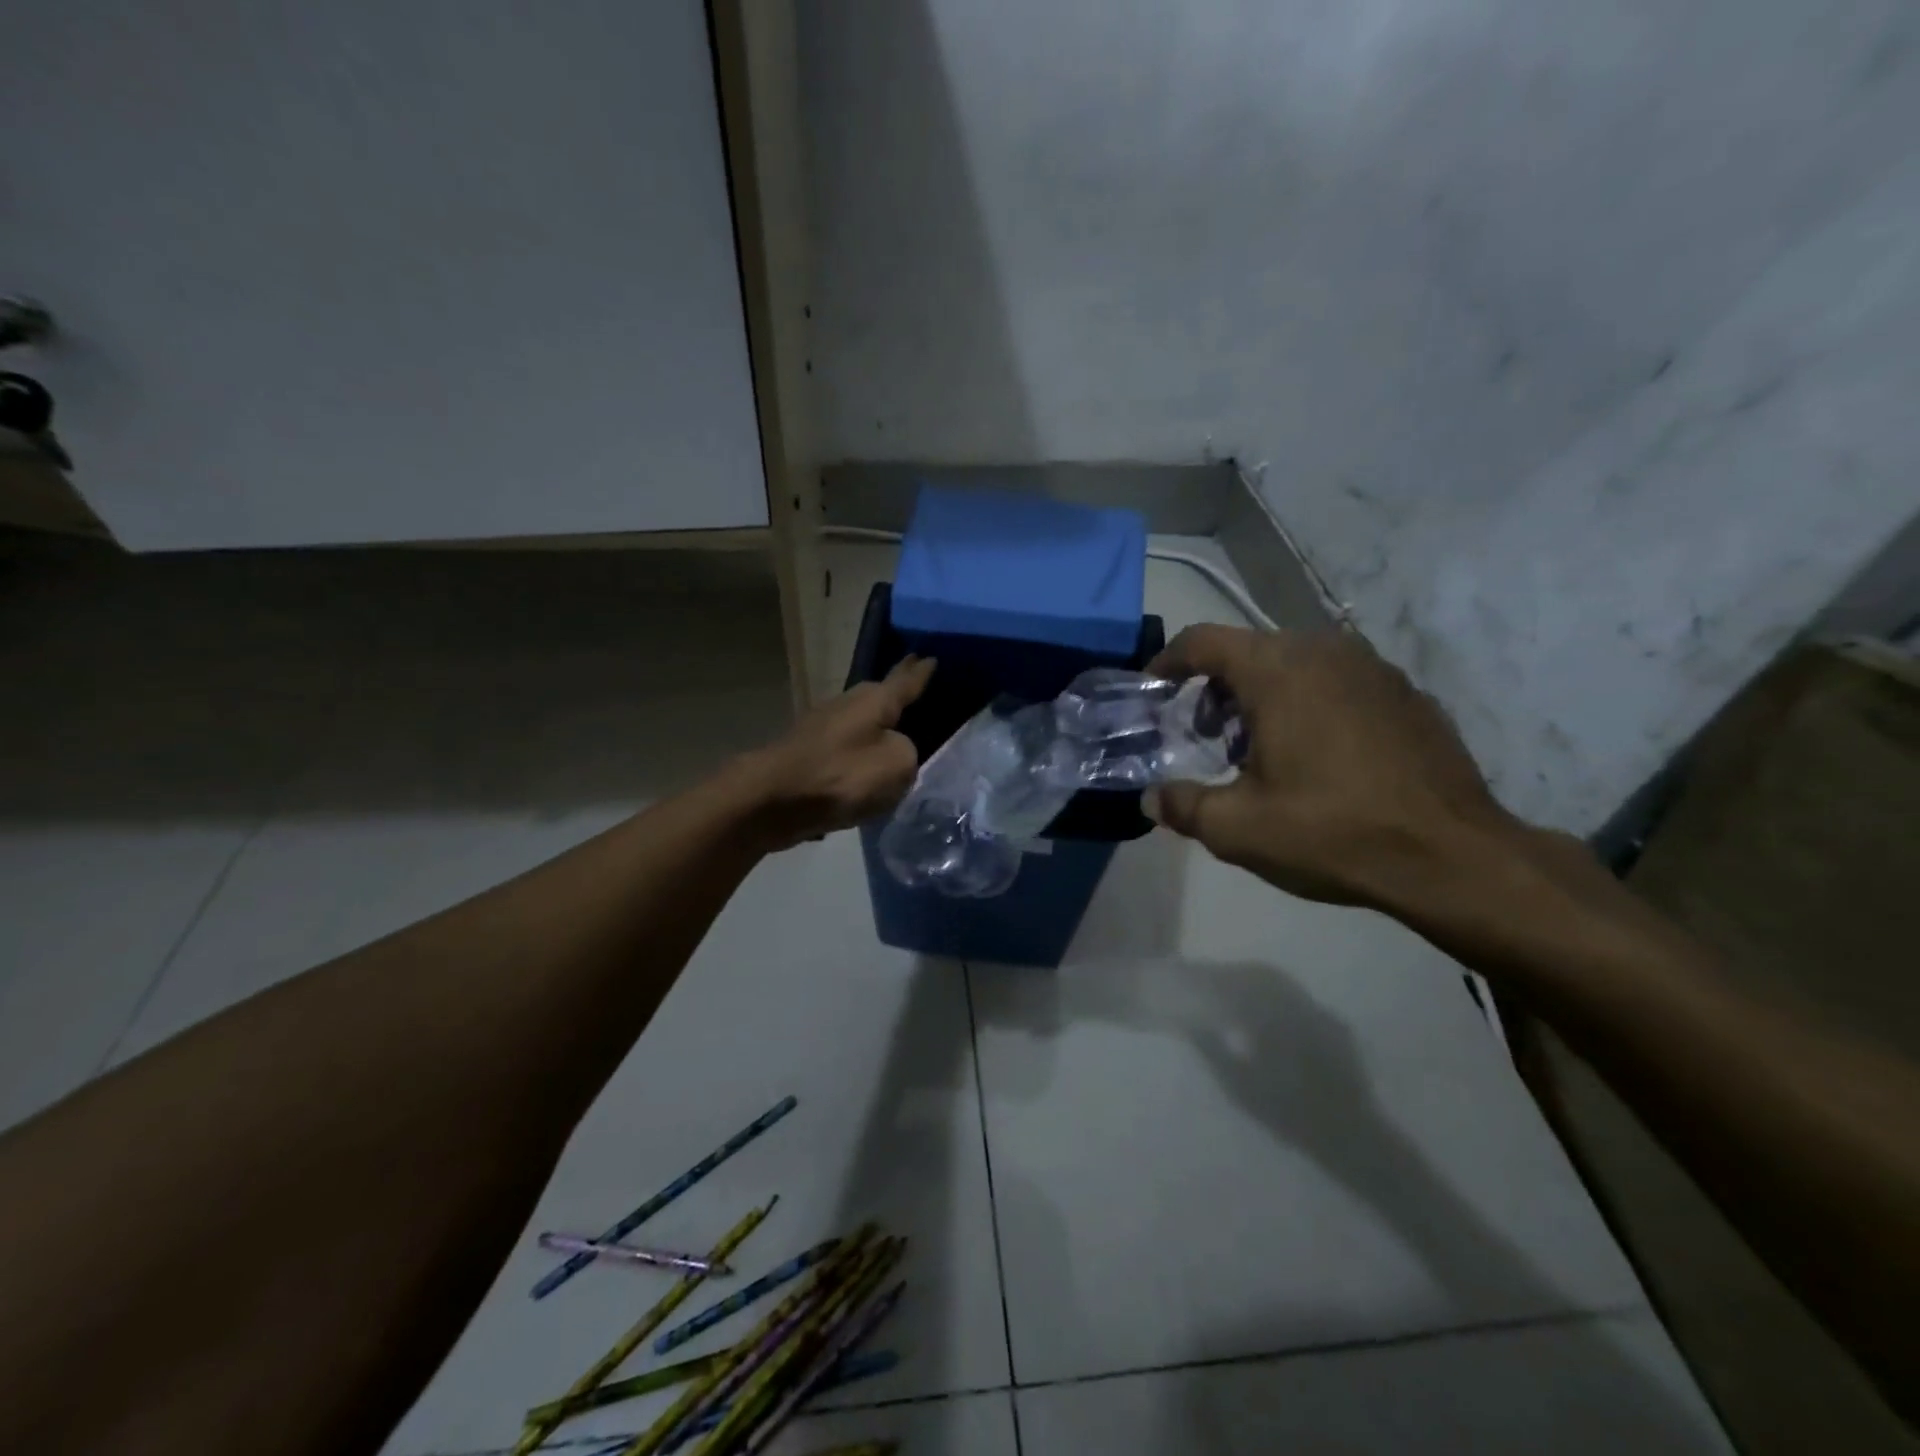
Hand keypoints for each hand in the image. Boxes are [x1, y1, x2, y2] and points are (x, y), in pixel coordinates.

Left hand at [738, 656, 935, 849]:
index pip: (906, 680)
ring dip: (877, 729)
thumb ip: (908, 753)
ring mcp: (823, 727)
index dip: (921, 672)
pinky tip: (866, 768)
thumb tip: (894, 750)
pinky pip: (846, 749)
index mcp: (874, 700)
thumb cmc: (840, 776)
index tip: (931, 657)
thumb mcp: (896, 765)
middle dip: (898, 696)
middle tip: (919, 695)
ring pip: (861, 723)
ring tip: (897, 734)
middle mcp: (848, 704)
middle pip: (880, 697)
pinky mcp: (808, 754)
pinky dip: (858, 754)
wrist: (771, 800)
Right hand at [1143, 625, 1516, 906]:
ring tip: (1260, 750)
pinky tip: (1319, 758)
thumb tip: (1151, 798)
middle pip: (1249, 651)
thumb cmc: (1331, 831)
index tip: (1154, 689)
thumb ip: (1182, 806)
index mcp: (1277, 670)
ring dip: (1263, 696)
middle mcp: (1325, 651)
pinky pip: (1339, 683)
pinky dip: (1310, 704)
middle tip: (1206, 736)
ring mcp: (1373, 668)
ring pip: (1296, 664)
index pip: (1203, 640)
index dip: (1168, 661)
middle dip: (1216, 688)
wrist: (1453, 857)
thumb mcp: (1237, 828)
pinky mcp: (1408, 693)